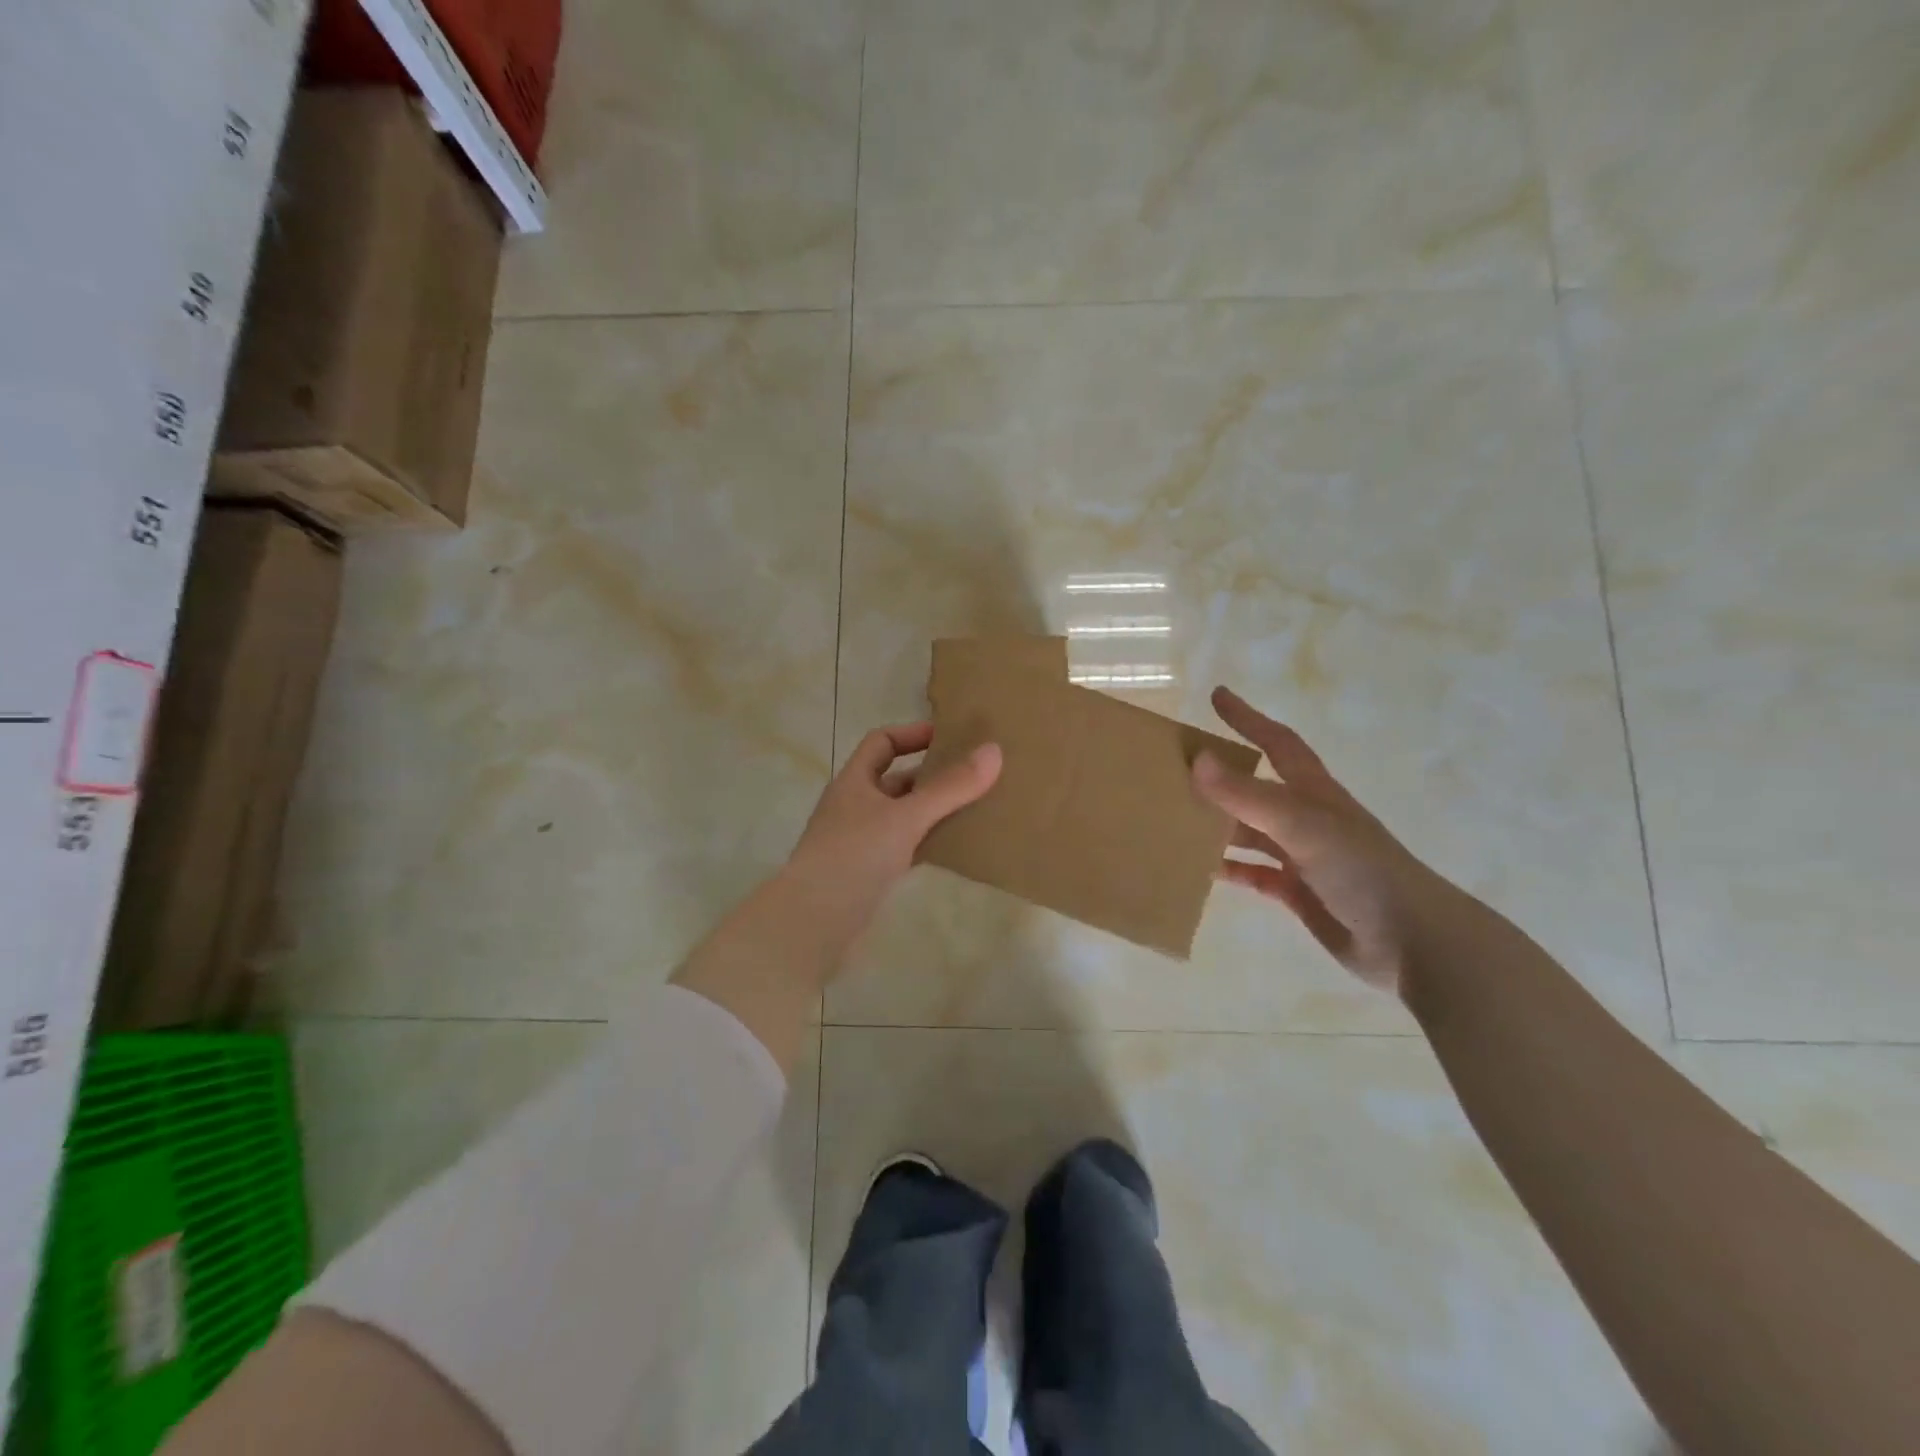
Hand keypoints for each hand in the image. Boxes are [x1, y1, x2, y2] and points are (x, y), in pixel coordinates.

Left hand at [788, 722, 1001, 912]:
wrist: (813, 921)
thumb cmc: (855, 856)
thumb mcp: (906, 817)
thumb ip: (950, 787)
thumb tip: (994, 750)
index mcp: (854, 781)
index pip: (882, 742)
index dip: (913, 734)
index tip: (950, 737)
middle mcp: (853, 806)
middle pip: (895, 780)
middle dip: (931, 776)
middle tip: (974, 775)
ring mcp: (858, 841)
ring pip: (901, 815)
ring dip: (931, 811)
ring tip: (973, 809)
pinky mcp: (866, 873)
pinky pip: (902, 847)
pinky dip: (926, 842)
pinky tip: (953, 848)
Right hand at [1192, 686, 1470, 997]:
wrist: (1413, 940)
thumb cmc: (1362, 870)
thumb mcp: (1302, 825)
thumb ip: (1249, 795)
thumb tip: (1197, 760)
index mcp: (1313, 792)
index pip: (1277, 742)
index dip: (1249, 718)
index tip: (1218, 696)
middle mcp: (1306, 818)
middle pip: (1257, 786)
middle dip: (1222, 774)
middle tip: (1179, 766)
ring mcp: (1303, 856)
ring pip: (1250, 831)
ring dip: (1218, 824)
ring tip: (1176, 817)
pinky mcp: (1298, 892)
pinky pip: (1254, 873)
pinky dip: (1229, 868)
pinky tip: (1201, 869)